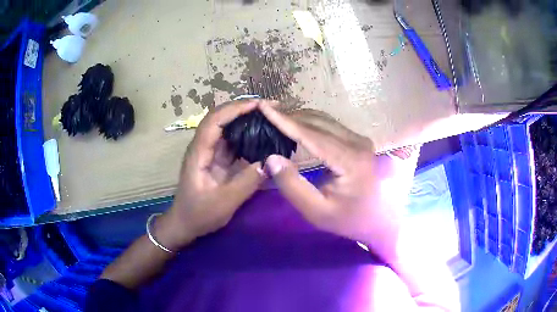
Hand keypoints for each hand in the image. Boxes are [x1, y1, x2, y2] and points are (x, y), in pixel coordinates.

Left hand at [155, 100, 264, 250]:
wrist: (185, 224)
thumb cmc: (199, 214)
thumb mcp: (224, 202)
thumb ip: (246, 183)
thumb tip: (270, 162)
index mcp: (199, 152)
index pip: (214, 120)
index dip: (235, 109)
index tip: (259, 105)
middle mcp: (203, 147)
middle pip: (221, 118)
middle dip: (244, 109)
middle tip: (270, 108)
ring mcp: (210, 153)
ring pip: (228, 129)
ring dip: (247, 120)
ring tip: (270, 118)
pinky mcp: (217, 161)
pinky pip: (233, 143)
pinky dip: (247, 136)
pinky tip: (262, 137)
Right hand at [259, 102, 407, 262]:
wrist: (380, 220)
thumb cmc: (349, 220)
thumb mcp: (317, 211)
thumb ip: (293, 186)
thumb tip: (271, 158)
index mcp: (350, 160)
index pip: (311, 134)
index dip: (284, 121)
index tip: (263, 107)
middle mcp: (357, 143)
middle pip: (317, 122)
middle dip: (289, 116)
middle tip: (265, 113)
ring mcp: (360, 140)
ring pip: (324, 120)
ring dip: (299, 118)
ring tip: (276, 118)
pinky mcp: (359, 142)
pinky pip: (330, 126)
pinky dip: (310, 123)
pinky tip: (297, 126)